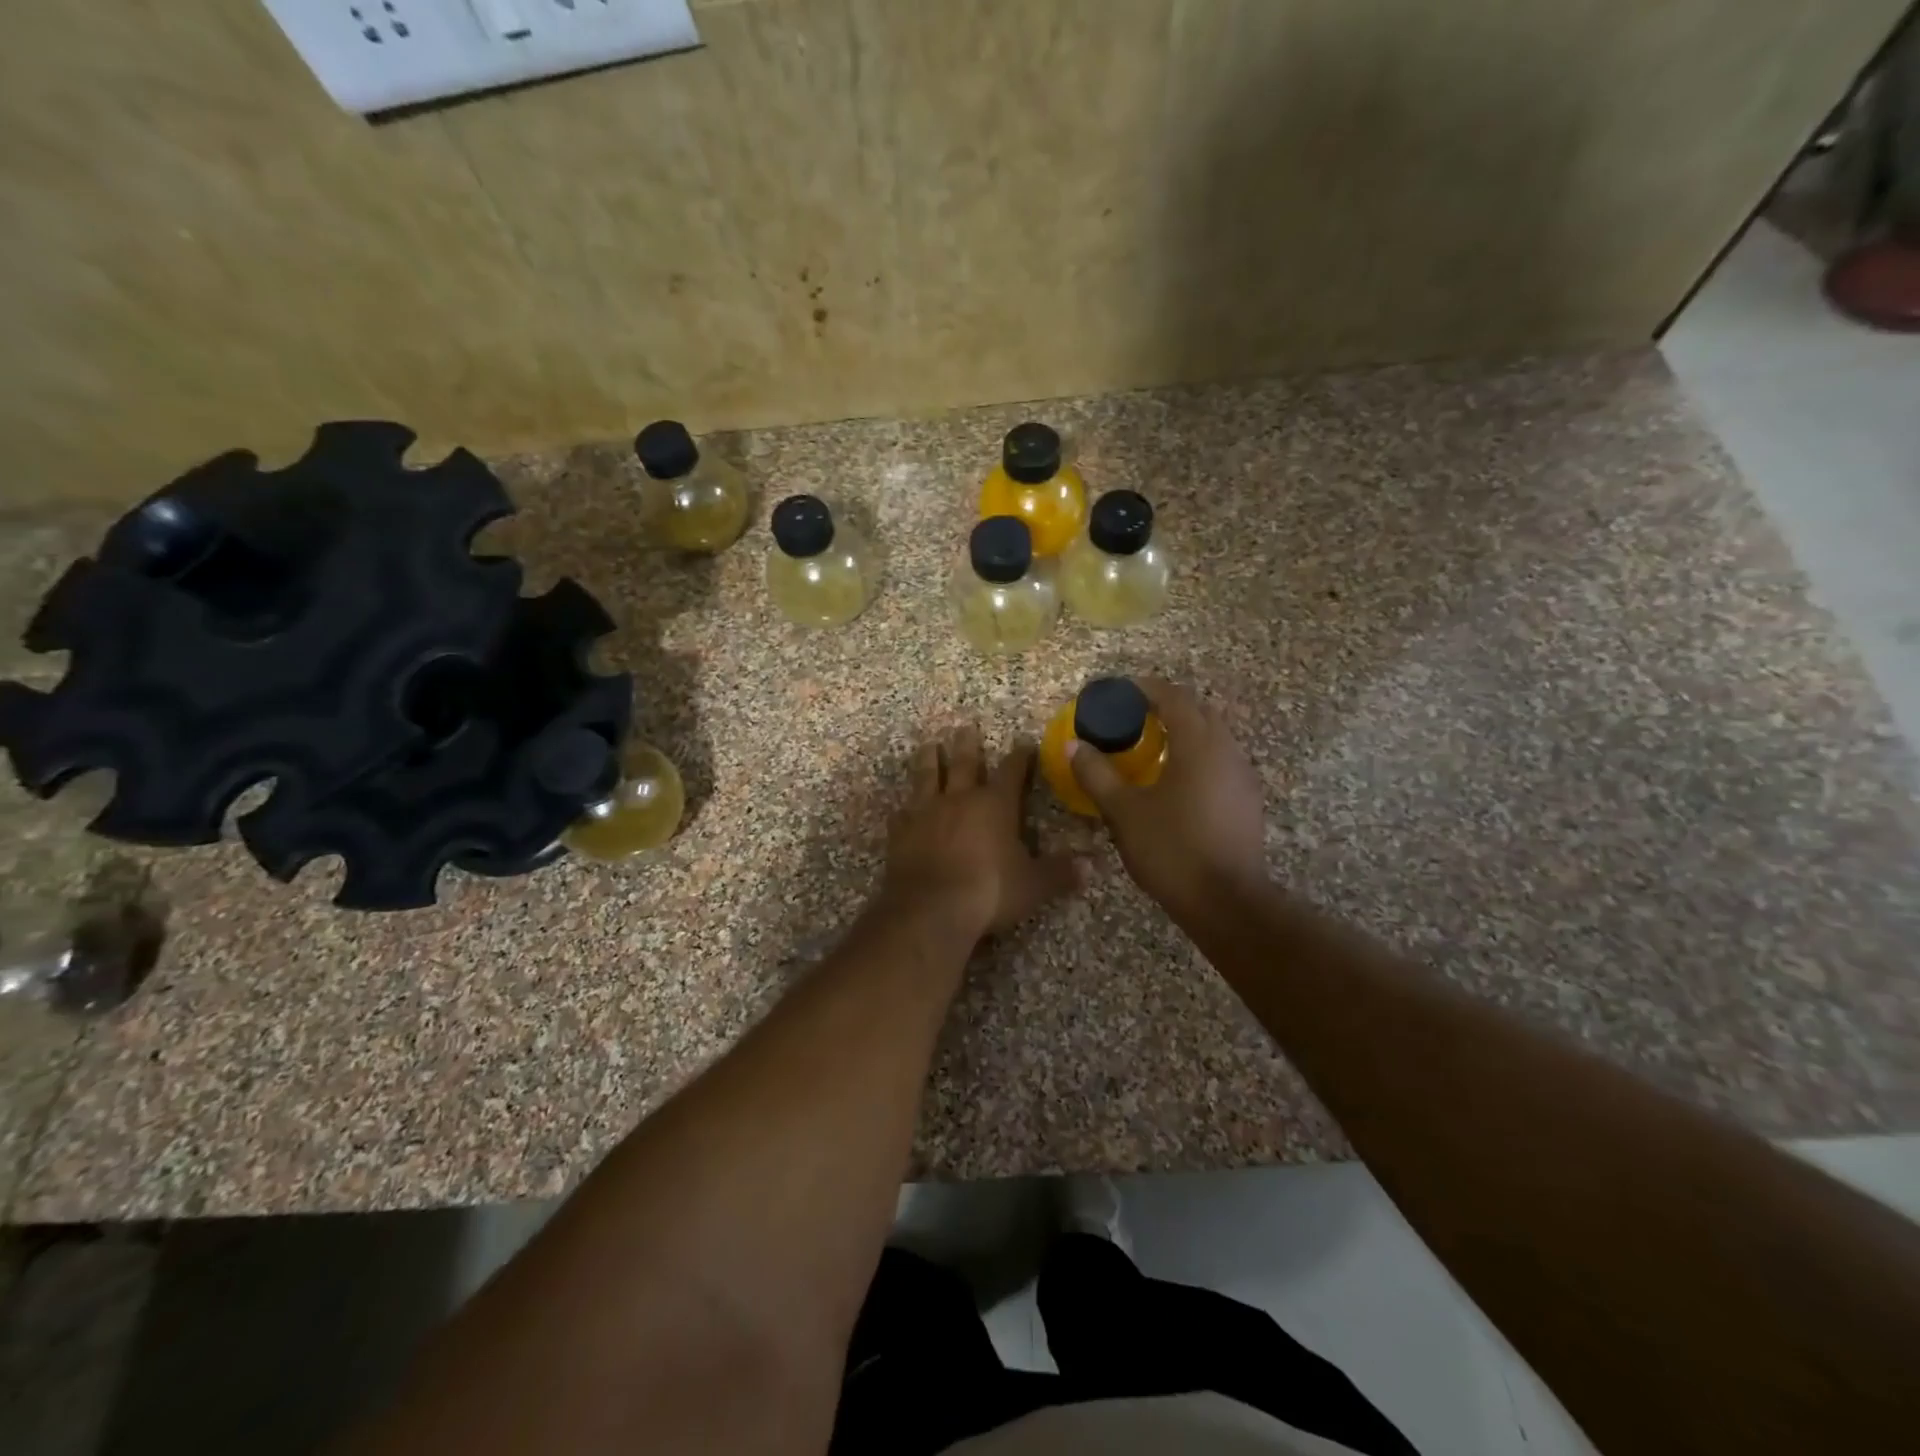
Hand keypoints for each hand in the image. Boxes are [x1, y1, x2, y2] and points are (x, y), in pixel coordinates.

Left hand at [881, 725, 1085, 939]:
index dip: (1019, 756)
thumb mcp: (1034, 885)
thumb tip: (1089, 866)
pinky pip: (902, 813)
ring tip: (929, 744)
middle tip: (965, 726)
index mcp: (995, 804)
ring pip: (927, 776)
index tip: (1023, 743)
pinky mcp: (901, 832)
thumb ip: (1060, 873)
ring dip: (929, 760)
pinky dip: (905, 808)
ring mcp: (925, 813)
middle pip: (964, 763)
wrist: (931, 909)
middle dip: (967, 744)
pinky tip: (902, 807)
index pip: (1011, 771)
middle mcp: (959, 799)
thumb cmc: (990, 891)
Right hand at [1067, 678, 1267, 920]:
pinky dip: (1197, 756)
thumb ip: (1097, 774)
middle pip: (1199, 712)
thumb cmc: (1172, 849)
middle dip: (1167, 706)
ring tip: (1151, 746)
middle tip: (1133, 716)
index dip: (1146, 688)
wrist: (1226, 902)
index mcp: (1199, 744)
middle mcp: (1227, 751)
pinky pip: (1220, 762)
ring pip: (1213, 737)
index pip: (1175, 697)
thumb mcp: (1124, 811)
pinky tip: (1176, 780)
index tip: (1120, 691)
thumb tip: (1075, 745)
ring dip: (1184, 732)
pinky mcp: (1248, 801)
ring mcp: (1243, 776)